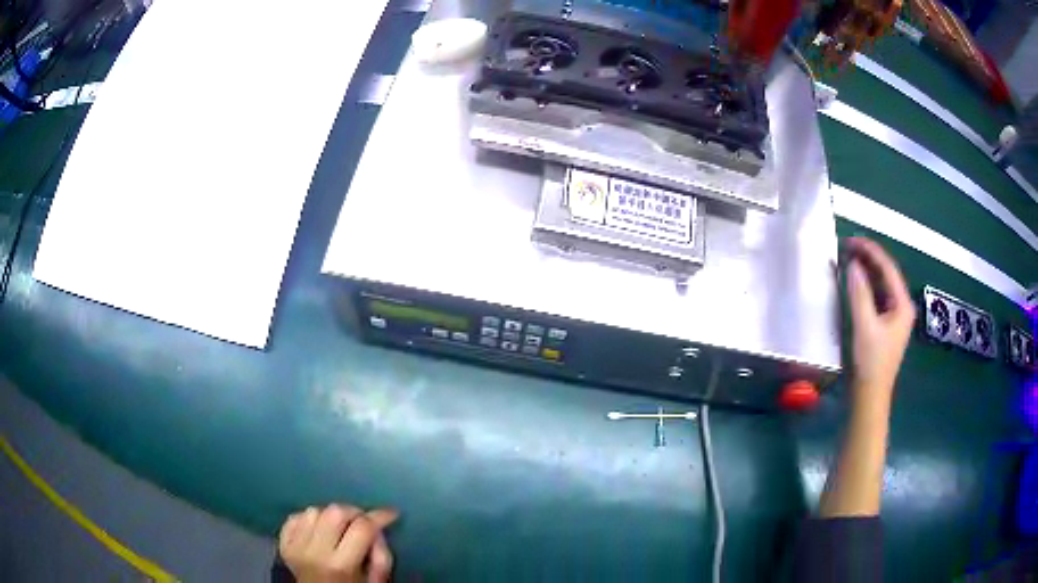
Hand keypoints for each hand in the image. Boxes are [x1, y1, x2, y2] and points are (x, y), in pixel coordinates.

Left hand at [279, 504, 398, 582]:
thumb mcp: (374, 579)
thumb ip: (381, 554)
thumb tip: (377, 529)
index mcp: (340, 565)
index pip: (362, 528)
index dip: (380, 516)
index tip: (391, 513)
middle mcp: (314, 552)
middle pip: (335, 512)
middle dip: (353, 512)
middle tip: (361, 521)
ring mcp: (295, 546)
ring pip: (314, 510)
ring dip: (330, 516)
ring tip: (338, 530)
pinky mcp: (283, 543)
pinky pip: (296, 516)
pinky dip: (309, 519)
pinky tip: (318, 532)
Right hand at [845, 237, 915, 409]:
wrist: (870, 396)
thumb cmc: (871, 363)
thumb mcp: (865, 326)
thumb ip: (860, 294)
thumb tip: (853, 265)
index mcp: (902, 305)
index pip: (888, 268)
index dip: (871, 251)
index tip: (851, 240)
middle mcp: (901, 307)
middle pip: (886, 274)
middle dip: (868, 258)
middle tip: (847, 247)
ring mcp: (894, 317)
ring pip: (881, 285)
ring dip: (866, 271)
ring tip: (849, 259)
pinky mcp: (884, 326)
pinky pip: (876, 297)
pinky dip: (865, 287)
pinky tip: (854, 283)